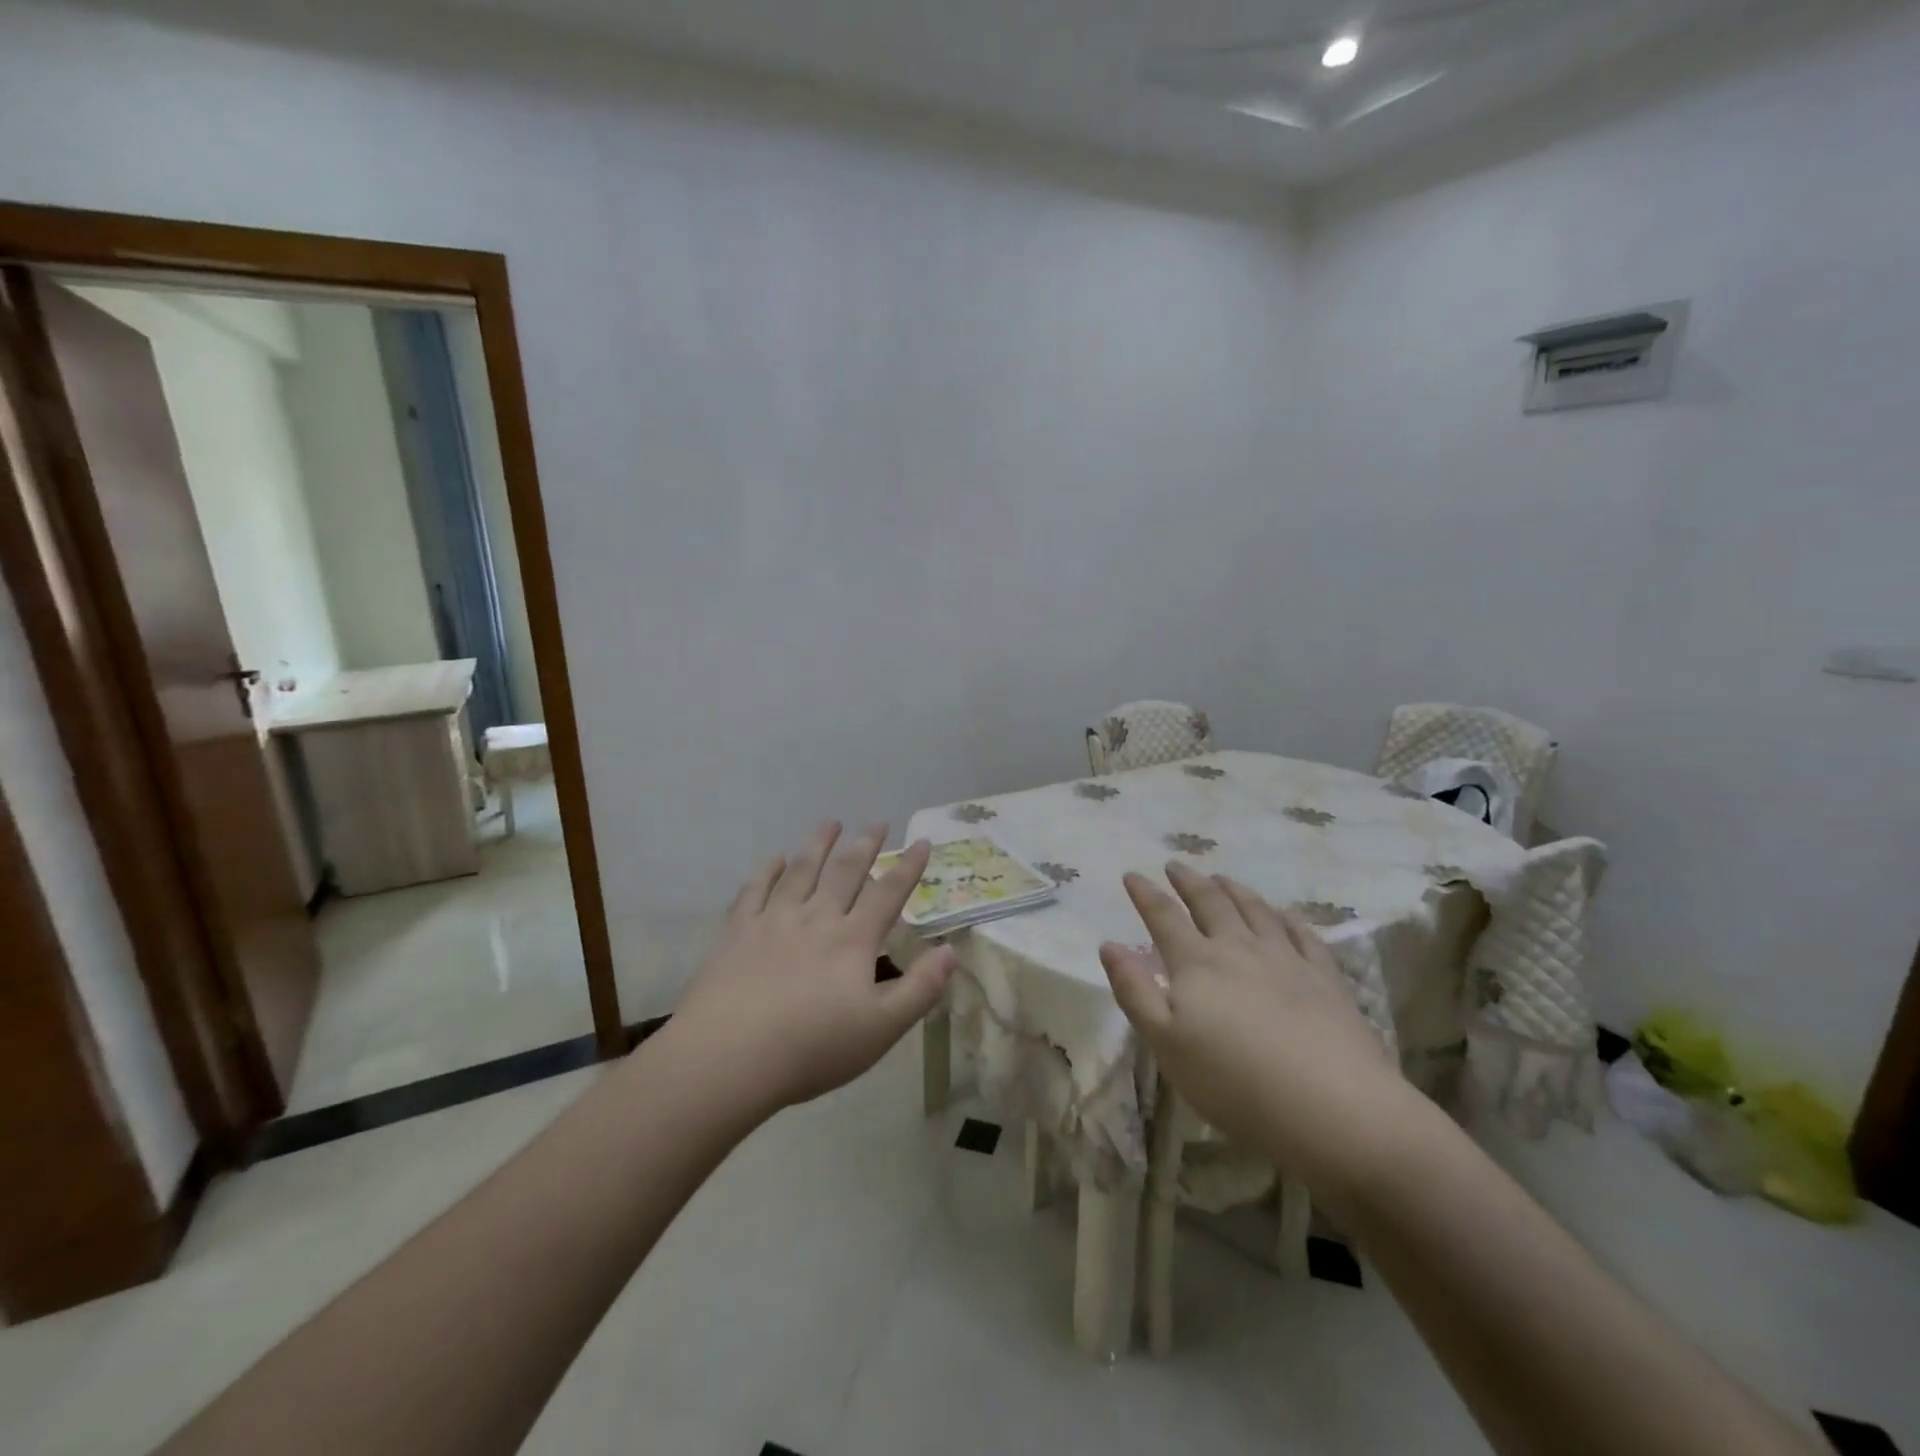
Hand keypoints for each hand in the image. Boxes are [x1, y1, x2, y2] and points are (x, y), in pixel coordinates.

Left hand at [669, 823, 956, 1115]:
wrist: (730, 1056)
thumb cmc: (812, 1048)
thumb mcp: (882, 1028)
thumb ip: (920, 989)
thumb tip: (952, 951)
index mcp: (853, 940)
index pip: (888, 894)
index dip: (908, 867)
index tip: (922, 841)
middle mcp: (816, 918)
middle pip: (845, 872)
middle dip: (864, 845)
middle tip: (876, 822)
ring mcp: (773, 920)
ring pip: (801, 871)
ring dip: (819, 845)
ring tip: (830, 823)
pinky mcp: (737, 932)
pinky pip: (754, 891)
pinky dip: (767, 871)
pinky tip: (775, 860)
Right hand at [1099, 862, 1414, 1202]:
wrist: (1333, 1108)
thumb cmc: (1234, 1082)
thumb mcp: (1166, 1043)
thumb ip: (1134, 991)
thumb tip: (1108, 945)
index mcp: (1197, 963)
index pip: (1164, 917)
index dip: (1145, 894)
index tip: (1132, 874)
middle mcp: (1239, 949)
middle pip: (1211, 903)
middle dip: (1189, 882)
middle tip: (1176, 866)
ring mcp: (1287, 959)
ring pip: (1256, 911)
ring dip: (1235, 890)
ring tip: (1222, 878)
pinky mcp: (1325, 978)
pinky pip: (1302, 934)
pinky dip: (1286, 917)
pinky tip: (1283, 914)